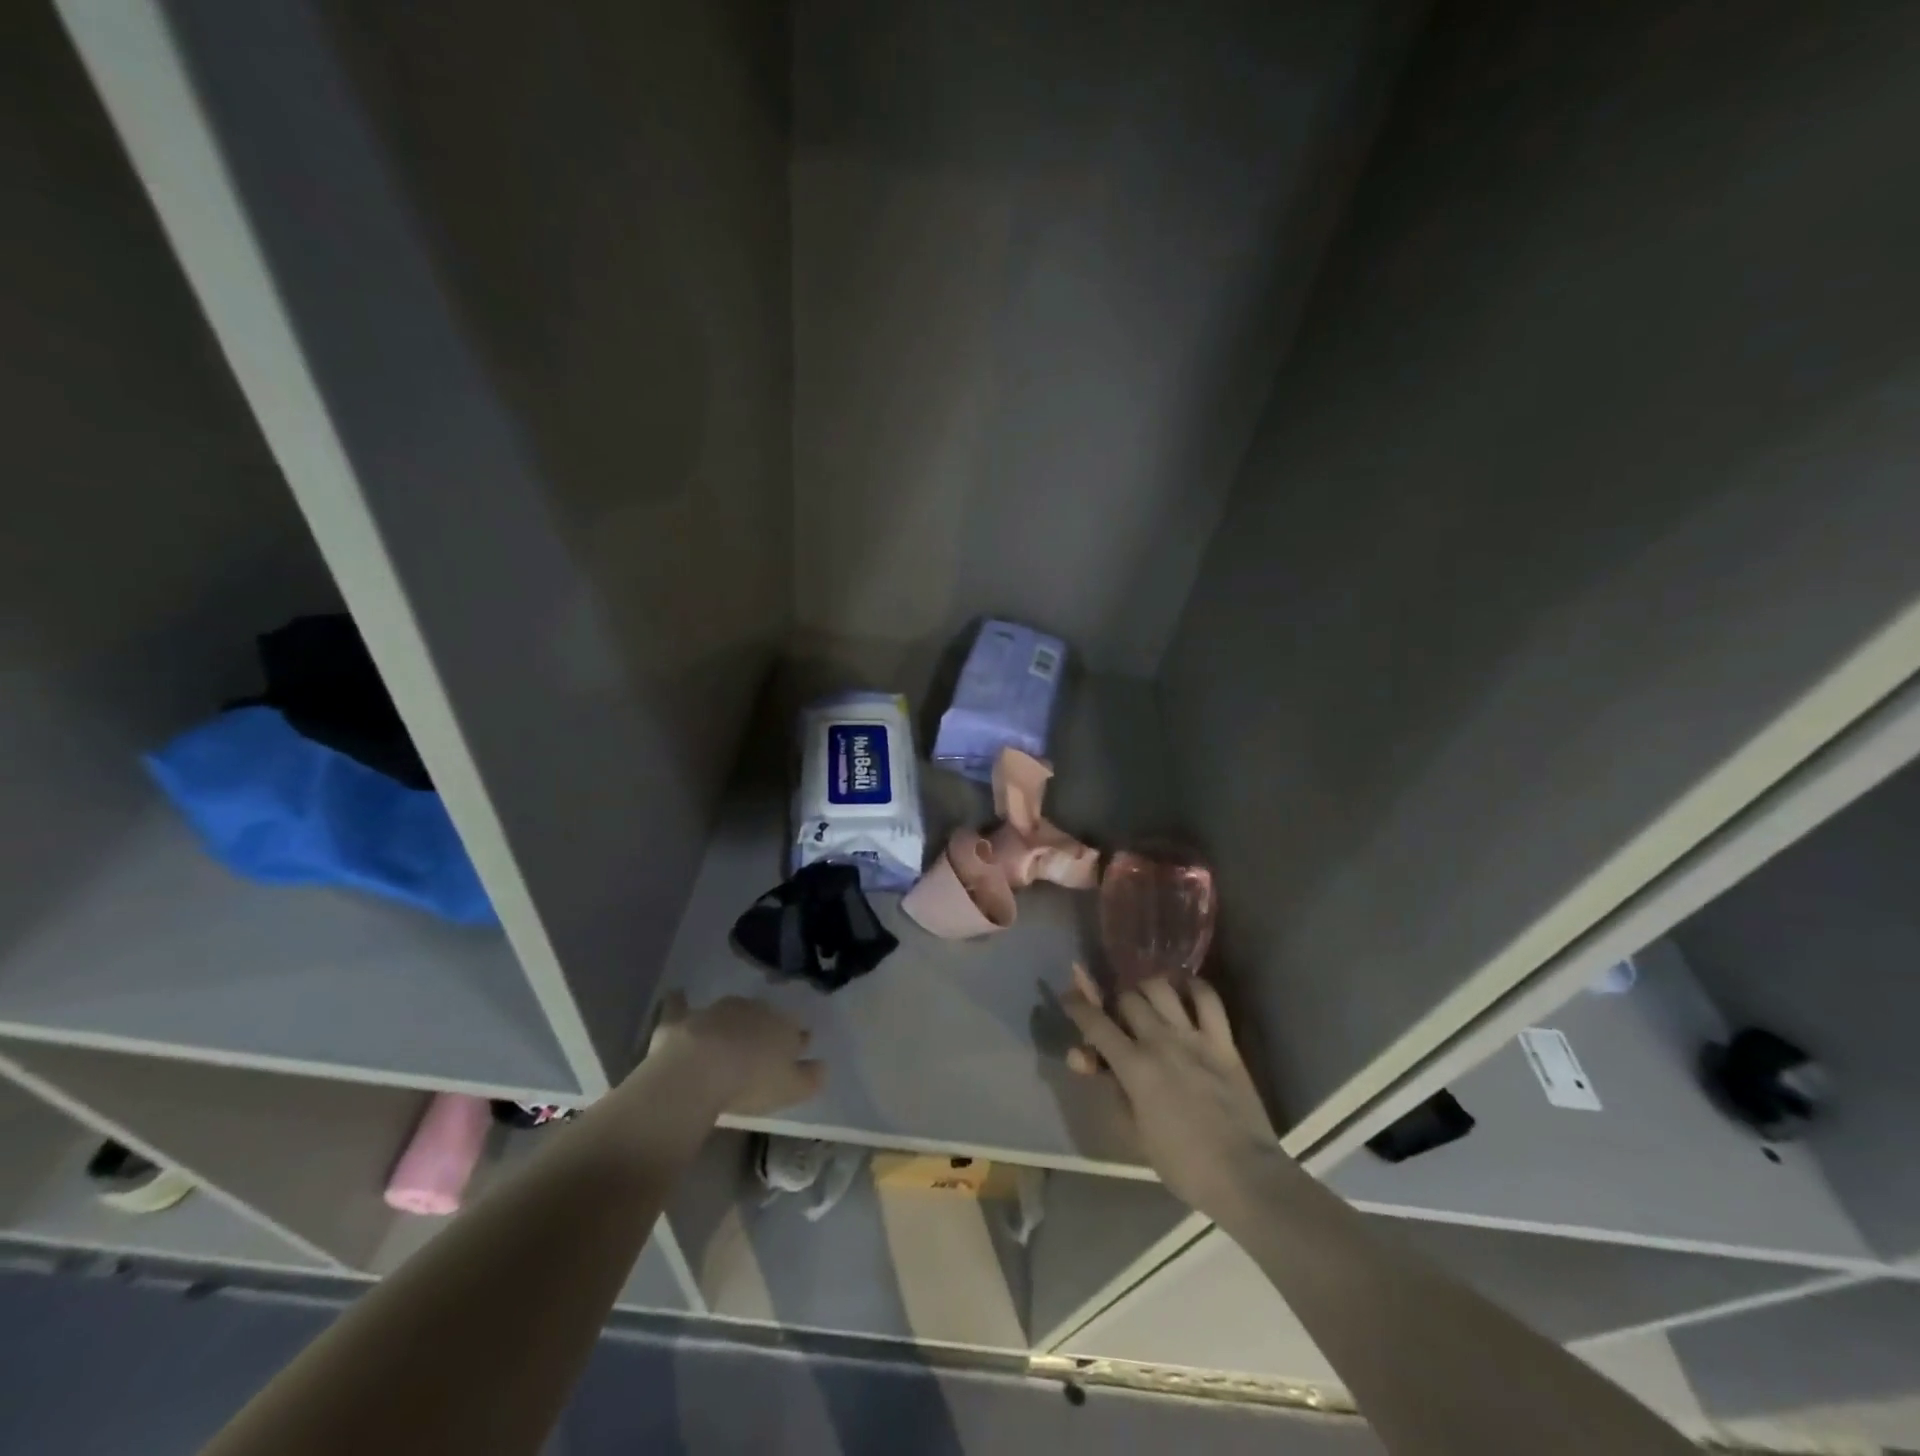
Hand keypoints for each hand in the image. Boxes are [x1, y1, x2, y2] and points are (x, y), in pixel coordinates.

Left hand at [648, 993, 823, 1114]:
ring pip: (730, 1010)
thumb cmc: (751, 1082)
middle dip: (765, 1027)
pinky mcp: (683, 1019)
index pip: (796, 1031)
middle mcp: (753, 1010)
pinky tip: (677, 994)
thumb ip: (811, 1077)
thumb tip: (823, 1066)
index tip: (796, 1051)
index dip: (797, 1041)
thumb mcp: (792, 1089)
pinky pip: (681, 1005)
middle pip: (764, 1016)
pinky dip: (680, 1001)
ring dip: (731, 1019)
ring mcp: (717, 1011)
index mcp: (783, 1026)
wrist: (699, 1071)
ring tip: (728, 1035)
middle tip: (760, 1046)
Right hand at [1062, 964, 1284, 1221]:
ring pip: (1161, 988)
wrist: (1245, 1176)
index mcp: (1134, 1066)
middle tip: (1116, 1018)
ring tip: (1147, 1002)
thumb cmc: (1183, 1165)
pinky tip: (1185, 992)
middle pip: (1127, 998)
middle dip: (1115, 1003)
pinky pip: (1208, 998)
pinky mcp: (1223, 1040)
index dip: (1077, 1006)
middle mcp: (1160, 1040)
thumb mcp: (1135, 1134)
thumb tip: (1084, 1059)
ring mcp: (1194, 1036)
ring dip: (1147, 990)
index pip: (1095, 1022)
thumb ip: (1110, 1090)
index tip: (1068, 998)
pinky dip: (1193, 987)